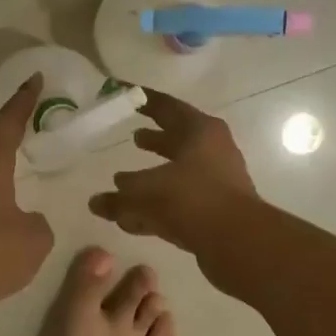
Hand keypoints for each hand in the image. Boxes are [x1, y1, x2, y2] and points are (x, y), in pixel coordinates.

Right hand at [90, 89, 258, 263]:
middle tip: (133, 136)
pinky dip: (157, 205)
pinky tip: (132, 218)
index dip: (142, 100)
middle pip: (177, 139)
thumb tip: (97, 201)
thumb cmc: (191, 198)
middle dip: (155, 139)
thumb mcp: (145, 191)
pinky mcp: (215, 210)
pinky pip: (180, 201)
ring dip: (154, 174)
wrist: (238, 241)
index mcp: (200, 131)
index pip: (166, 106)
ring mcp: (217, 181)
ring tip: (125, 179)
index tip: (123, 93)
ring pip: (178, 172)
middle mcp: (213, 151)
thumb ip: (118, 196)